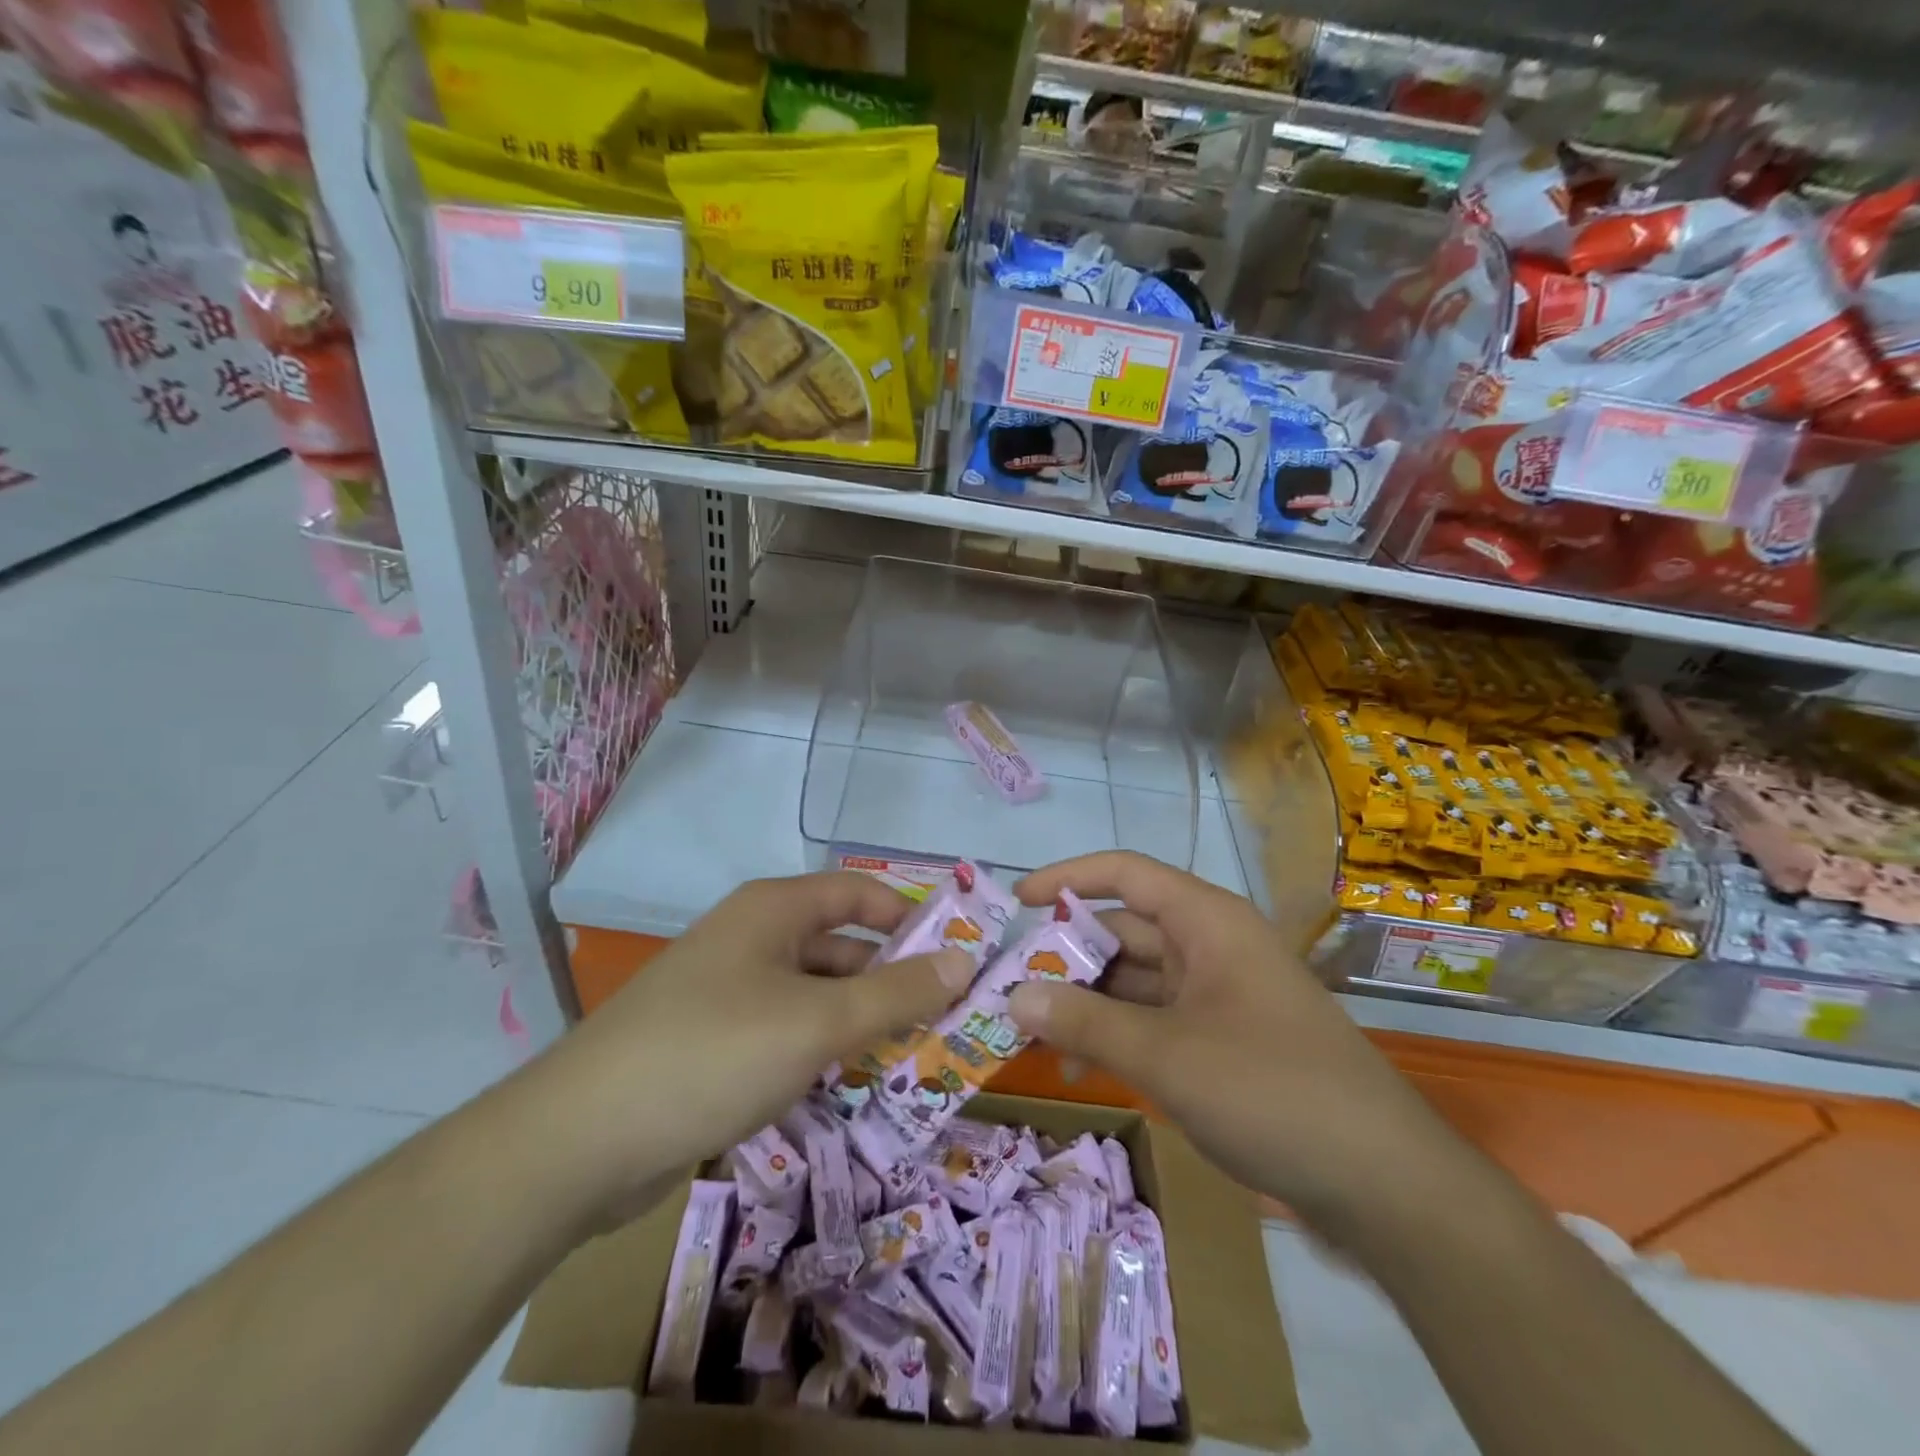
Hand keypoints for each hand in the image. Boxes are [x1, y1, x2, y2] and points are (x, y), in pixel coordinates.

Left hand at [525, 873, 972, 1225]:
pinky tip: (852, 1089)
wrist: (581, 1141)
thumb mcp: (818, 1022)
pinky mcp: (715, 1043)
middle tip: (948, 1023)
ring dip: (861, 1024)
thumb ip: (897, 994)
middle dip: (892, 982)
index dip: (910, 918)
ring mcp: (730, 992)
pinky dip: (822, 1053)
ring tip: (915, 1062)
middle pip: (841, 947)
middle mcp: (752, 939)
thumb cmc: (714, 1053)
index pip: (860, 894)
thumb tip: (965, 962)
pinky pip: (787, 1033)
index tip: (957, 957)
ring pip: (816, 996)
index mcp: (773, 910)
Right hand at [1007, 852, 1451, 1227]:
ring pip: (1136, 979)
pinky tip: (1080, 1068)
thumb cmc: (1271, 1091)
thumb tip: (1015, 995)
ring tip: (1032, 1033)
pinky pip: (1155, 1019)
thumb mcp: (1166, 1055)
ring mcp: (1219, 993)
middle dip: (1068, 955)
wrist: (1383, 1184)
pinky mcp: (1224, 1038)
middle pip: (1124, 929)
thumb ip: (1085, 1021)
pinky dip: (1116, 1034)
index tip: (1017, 902)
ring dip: (1087, 1002)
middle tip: (1010, 985)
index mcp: (1206, 921)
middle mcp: (1211, 945)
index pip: (1124, 873)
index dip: (1067, 878)